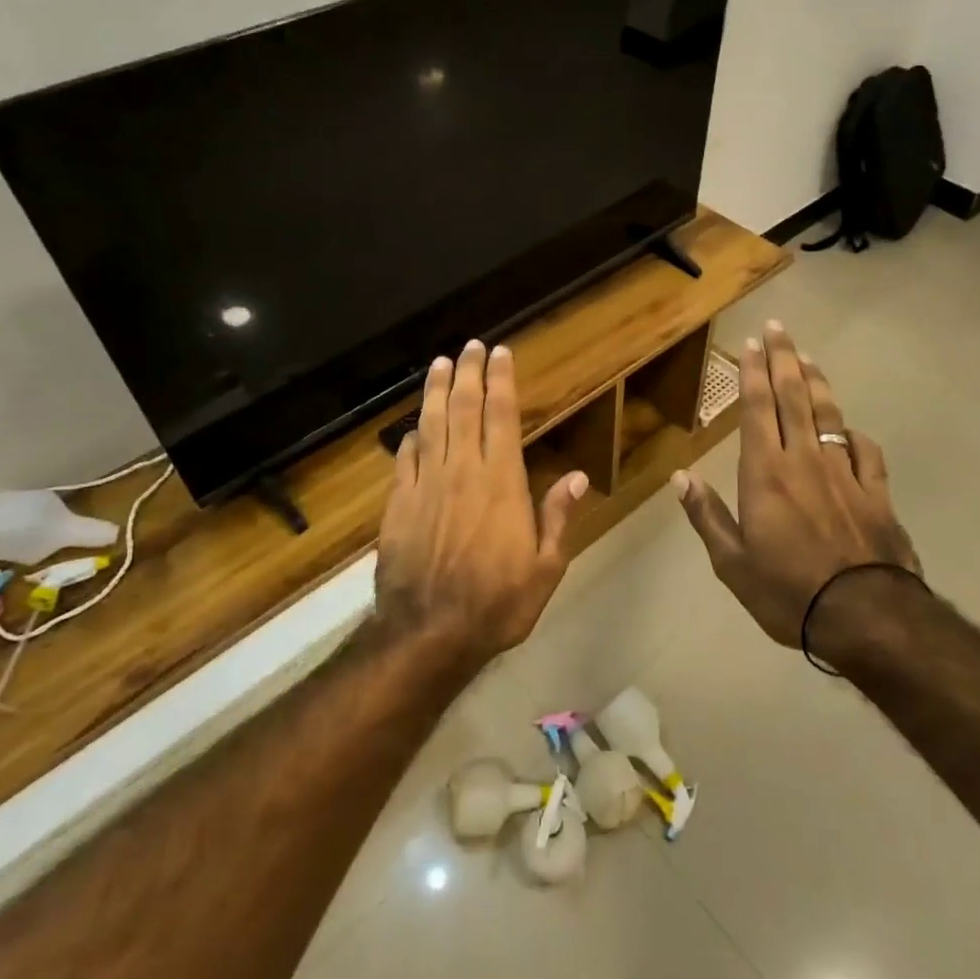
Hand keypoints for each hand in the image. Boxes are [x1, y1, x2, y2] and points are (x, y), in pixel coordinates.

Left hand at [376, 340, 588, 670]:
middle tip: (469, 346)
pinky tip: (413, 428)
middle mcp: (462, 472)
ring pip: (430, 425)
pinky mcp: (398, 504)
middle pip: (463, 410)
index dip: (501, 381)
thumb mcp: (545, 567)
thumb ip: (558, 517)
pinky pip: (404, 460)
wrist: (429, 632)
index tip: (500, 353)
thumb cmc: (497, 603)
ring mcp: (426, 485)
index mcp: (501, 482)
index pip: (501, 417)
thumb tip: (580, 477)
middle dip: (468, 373)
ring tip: (439, 364)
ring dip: (436, 391)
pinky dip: (409, 438)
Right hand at [672, 321, 918, 648]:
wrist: (866, 616)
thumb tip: (681, 477)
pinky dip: (853, 435)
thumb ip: (706, 516)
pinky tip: (849, 429)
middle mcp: (804, 461)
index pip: (758, 409)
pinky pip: (865, 452)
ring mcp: (844, 474)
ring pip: (829, 415)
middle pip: (794, 398)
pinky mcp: (876, 493)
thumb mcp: (732, 563)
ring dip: (817, 383)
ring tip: (808, 358)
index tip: (753, 343)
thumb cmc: (788, 592)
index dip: (754, 373)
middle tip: (780, 328)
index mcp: (765, 474)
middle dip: (784, 359)